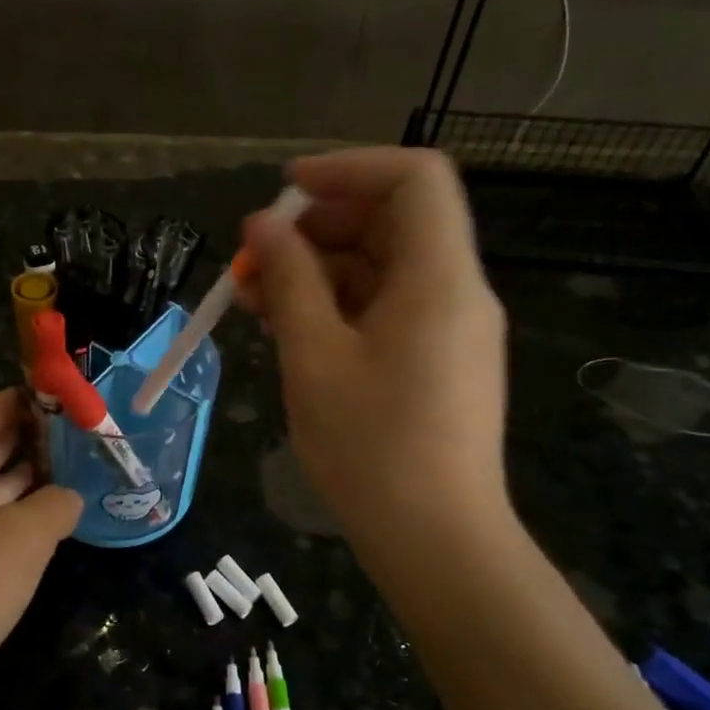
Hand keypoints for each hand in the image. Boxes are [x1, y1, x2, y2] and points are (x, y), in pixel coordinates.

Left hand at [0, 390, 80, 702]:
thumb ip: (55, 506)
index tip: (49, 395)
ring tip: (68, 476)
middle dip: (22, 440)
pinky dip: (15, 527)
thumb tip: (69, 498)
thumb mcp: (23, 536)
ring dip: (22, 485)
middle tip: (70, 434)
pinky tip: (45, 537)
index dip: (10, 401)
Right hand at [237, 148, 511, 571]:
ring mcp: (449, 329)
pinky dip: (337, 306)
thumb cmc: (370, 448)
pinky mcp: (437, 361)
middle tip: (254, 257)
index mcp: (439, 278)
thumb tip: (262, 225)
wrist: (435, 541)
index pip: (414, 179)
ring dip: (317, 271)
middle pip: (392, 222)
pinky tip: (288, 329)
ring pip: (381, 268)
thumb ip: (289, 280)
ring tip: (253, 298)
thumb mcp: (314, 357)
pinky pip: (386, 309)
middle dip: (318, 227)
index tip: (285, 191)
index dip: (348, 169)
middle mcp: (456, 291)